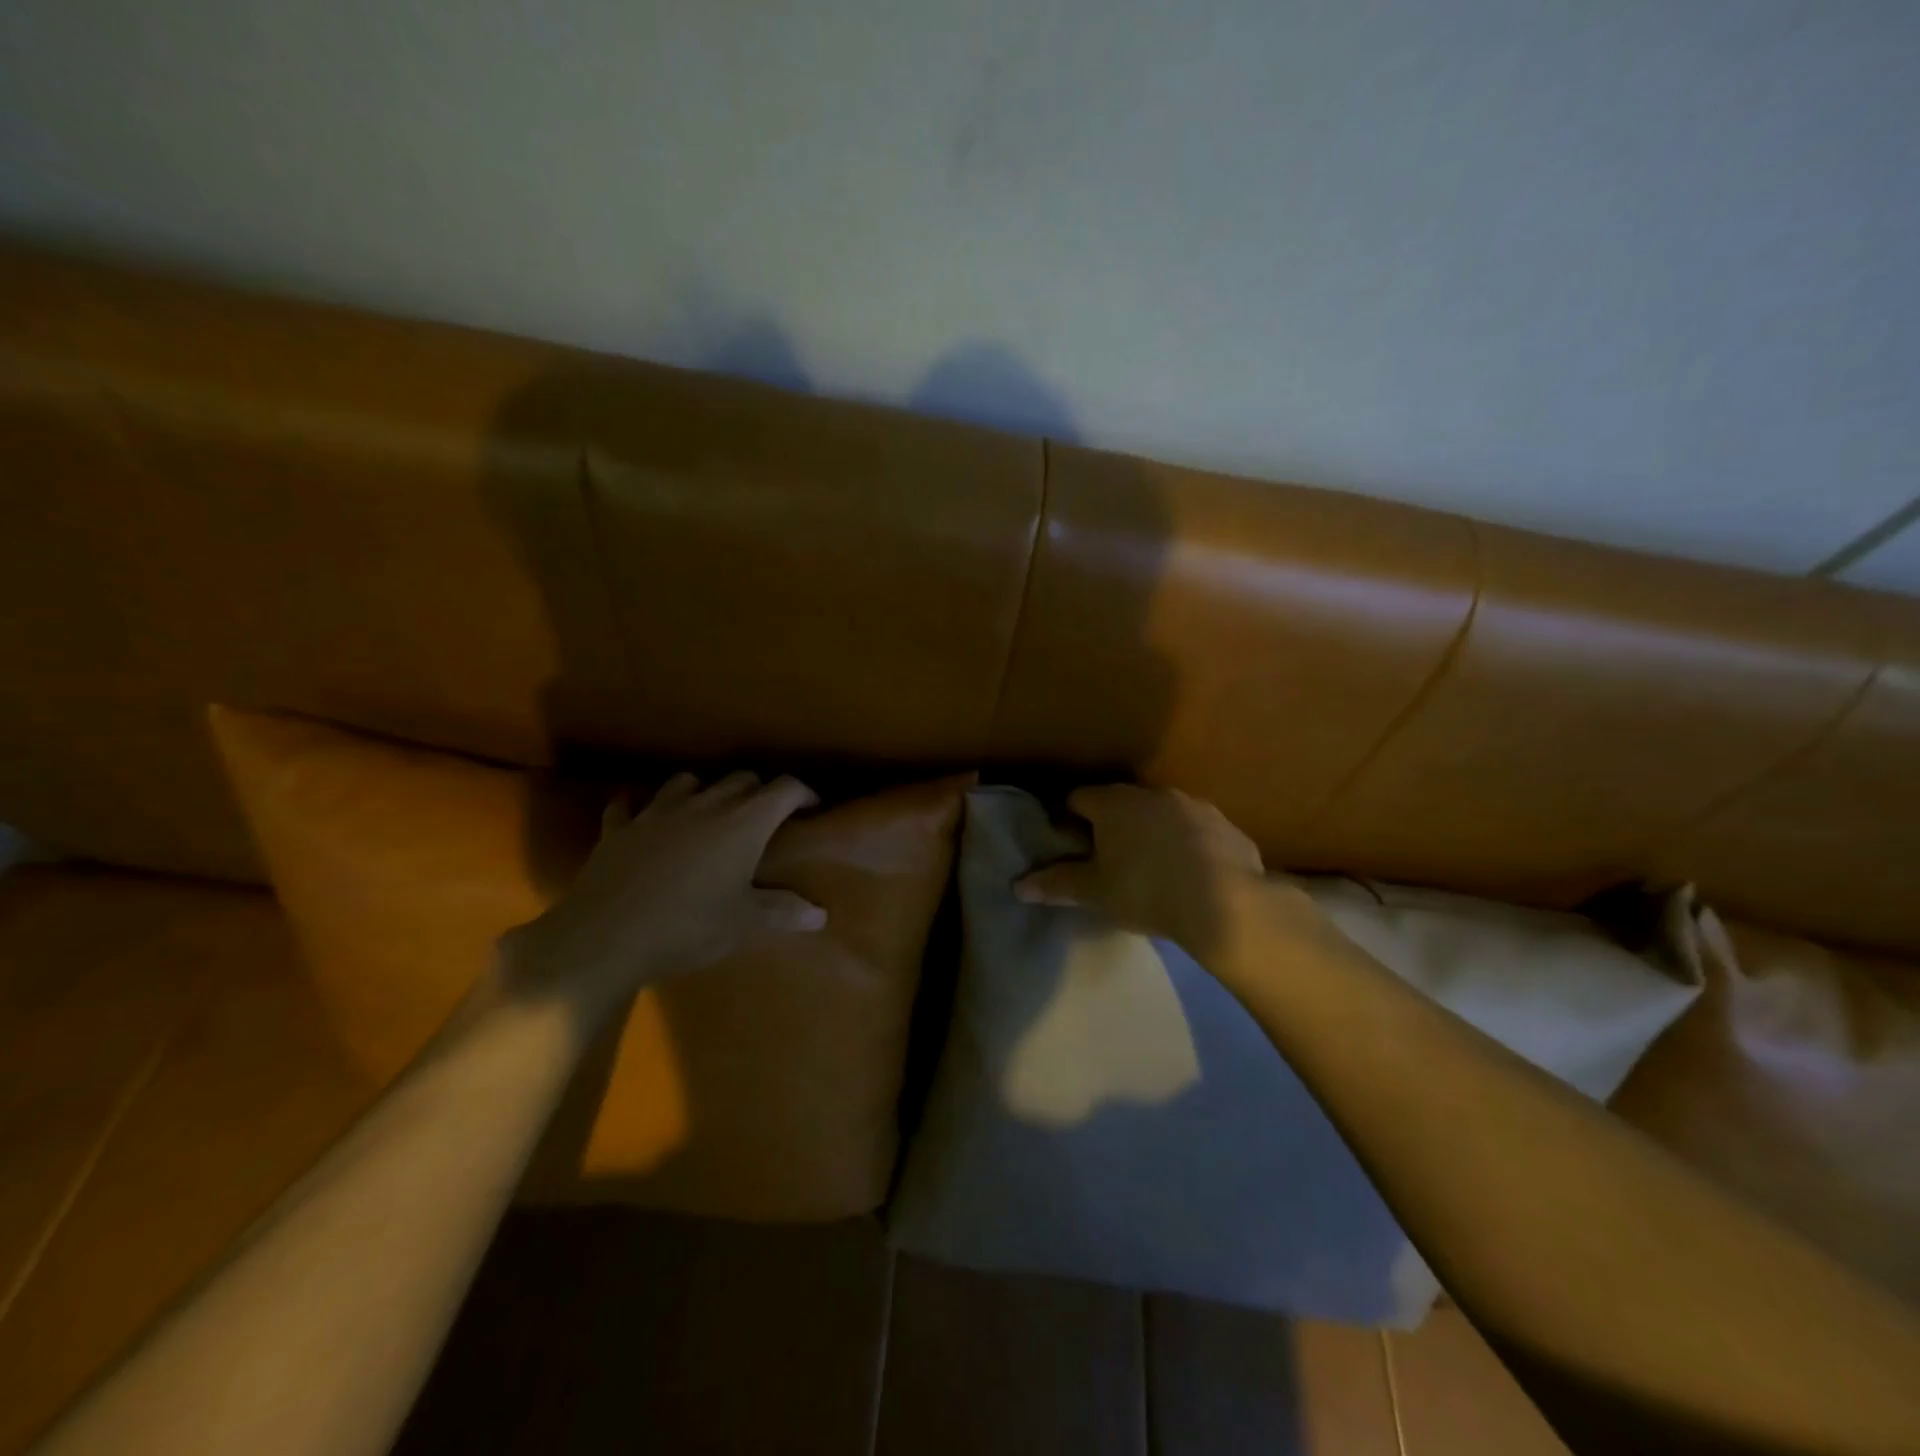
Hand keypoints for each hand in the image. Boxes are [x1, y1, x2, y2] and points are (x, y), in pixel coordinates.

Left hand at [503, 772, 824, 1006]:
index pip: (784, 790)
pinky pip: (629, 805)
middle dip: (759, 791)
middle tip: (766, 815)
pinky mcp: (619, 828)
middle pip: (740, 779)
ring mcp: (657, 812)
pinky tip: (641, 815)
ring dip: (705, 791)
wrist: (605, 937)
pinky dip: (640, 806)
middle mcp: (704, 805)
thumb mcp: (743, 924)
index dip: (803, 793)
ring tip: (709, 811)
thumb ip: (783, 912)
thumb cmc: (687, 926)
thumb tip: (821, 914)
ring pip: (687, 782)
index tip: (812, 806)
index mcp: (742, 823)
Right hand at [1015, 785, 1270, 955]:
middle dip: (1111, 824)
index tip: (1069, 844)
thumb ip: (1056, 883)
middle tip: (1107, 859)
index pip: (1078, 798)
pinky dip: (1187, 844)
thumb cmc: (1146, 891)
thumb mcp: (1095, 892)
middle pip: (1120, 802)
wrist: (1227, 904)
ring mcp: (1193, 805)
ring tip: (1150, 866)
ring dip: (1151, 831)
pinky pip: (1195, 830)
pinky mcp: (1226, 825)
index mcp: (1114, 803)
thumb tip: (1018, 884)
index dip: (1068, 819)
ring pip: (1160, 813)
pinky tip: (1190, 874)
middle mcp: (1152, 793)